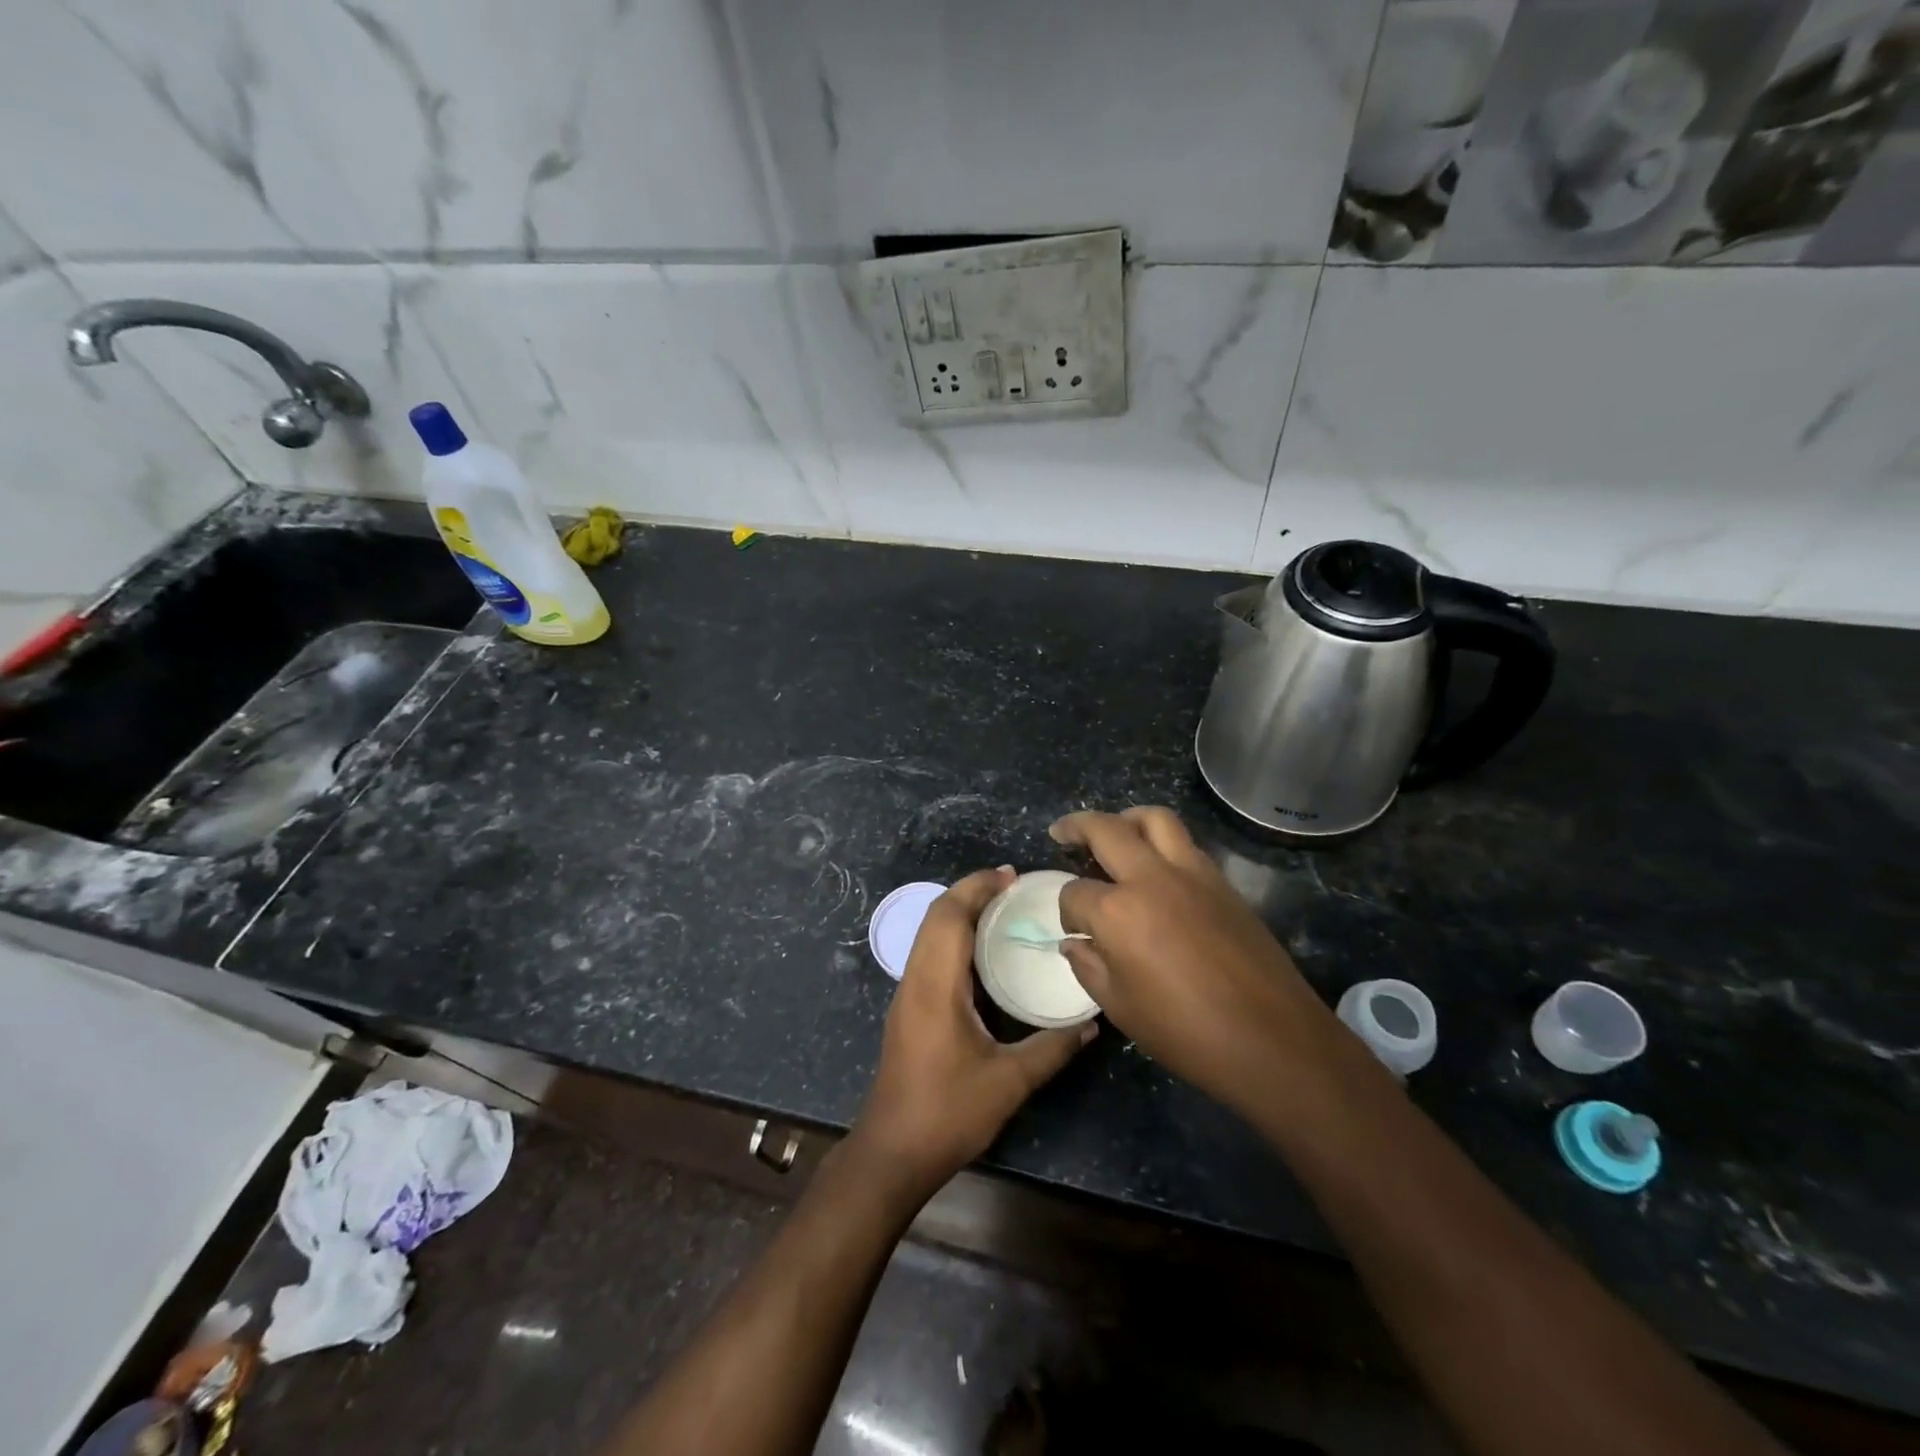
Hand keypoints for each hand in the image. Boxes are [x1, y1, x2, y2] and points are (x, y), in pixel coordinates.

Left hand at [851, 867, 1094, 1204]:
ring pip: (928, 933)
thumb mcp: (1009, 1081)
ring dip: (960, 912)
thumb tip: (1092, 1023)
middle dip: (970, 892)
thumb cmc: (948, 1112)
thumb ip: (1052, 1048)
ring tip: (1002, 909)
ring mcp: (907, 993)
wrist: (893, 1152)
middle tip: (1012, 886)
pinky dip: (954, 935)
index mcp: (935, 985)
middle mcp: (916, 979)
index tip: (1011, 876)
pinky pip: (929, 952)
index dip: (977, 887)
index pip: (949, 915)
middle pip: (936, 916)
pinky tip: (982, 951)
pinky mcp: (908, 1008)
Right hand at [1052, 808, 1343, 1113]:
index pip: (1075, 893)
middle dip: (1077, 826)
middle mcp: (1152, 878)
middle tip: (1062, 831)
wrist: (1273, 1040)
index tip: (1074, 930)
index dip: (1067, 911)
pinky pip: (1185, 843)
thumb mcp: (1121, 1008)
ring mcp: (1193, 874)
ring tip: (1114, 831)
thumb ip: (1089, 967)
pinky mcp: (1223, 882)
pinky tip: (1156, 867)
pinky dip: (1162, 841)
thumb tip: (1076, 942)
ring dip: (1127, 818)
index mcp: (1118, 911)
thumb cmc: (1187, 1033)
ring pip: (1155, 819)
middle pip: (1107, 829)